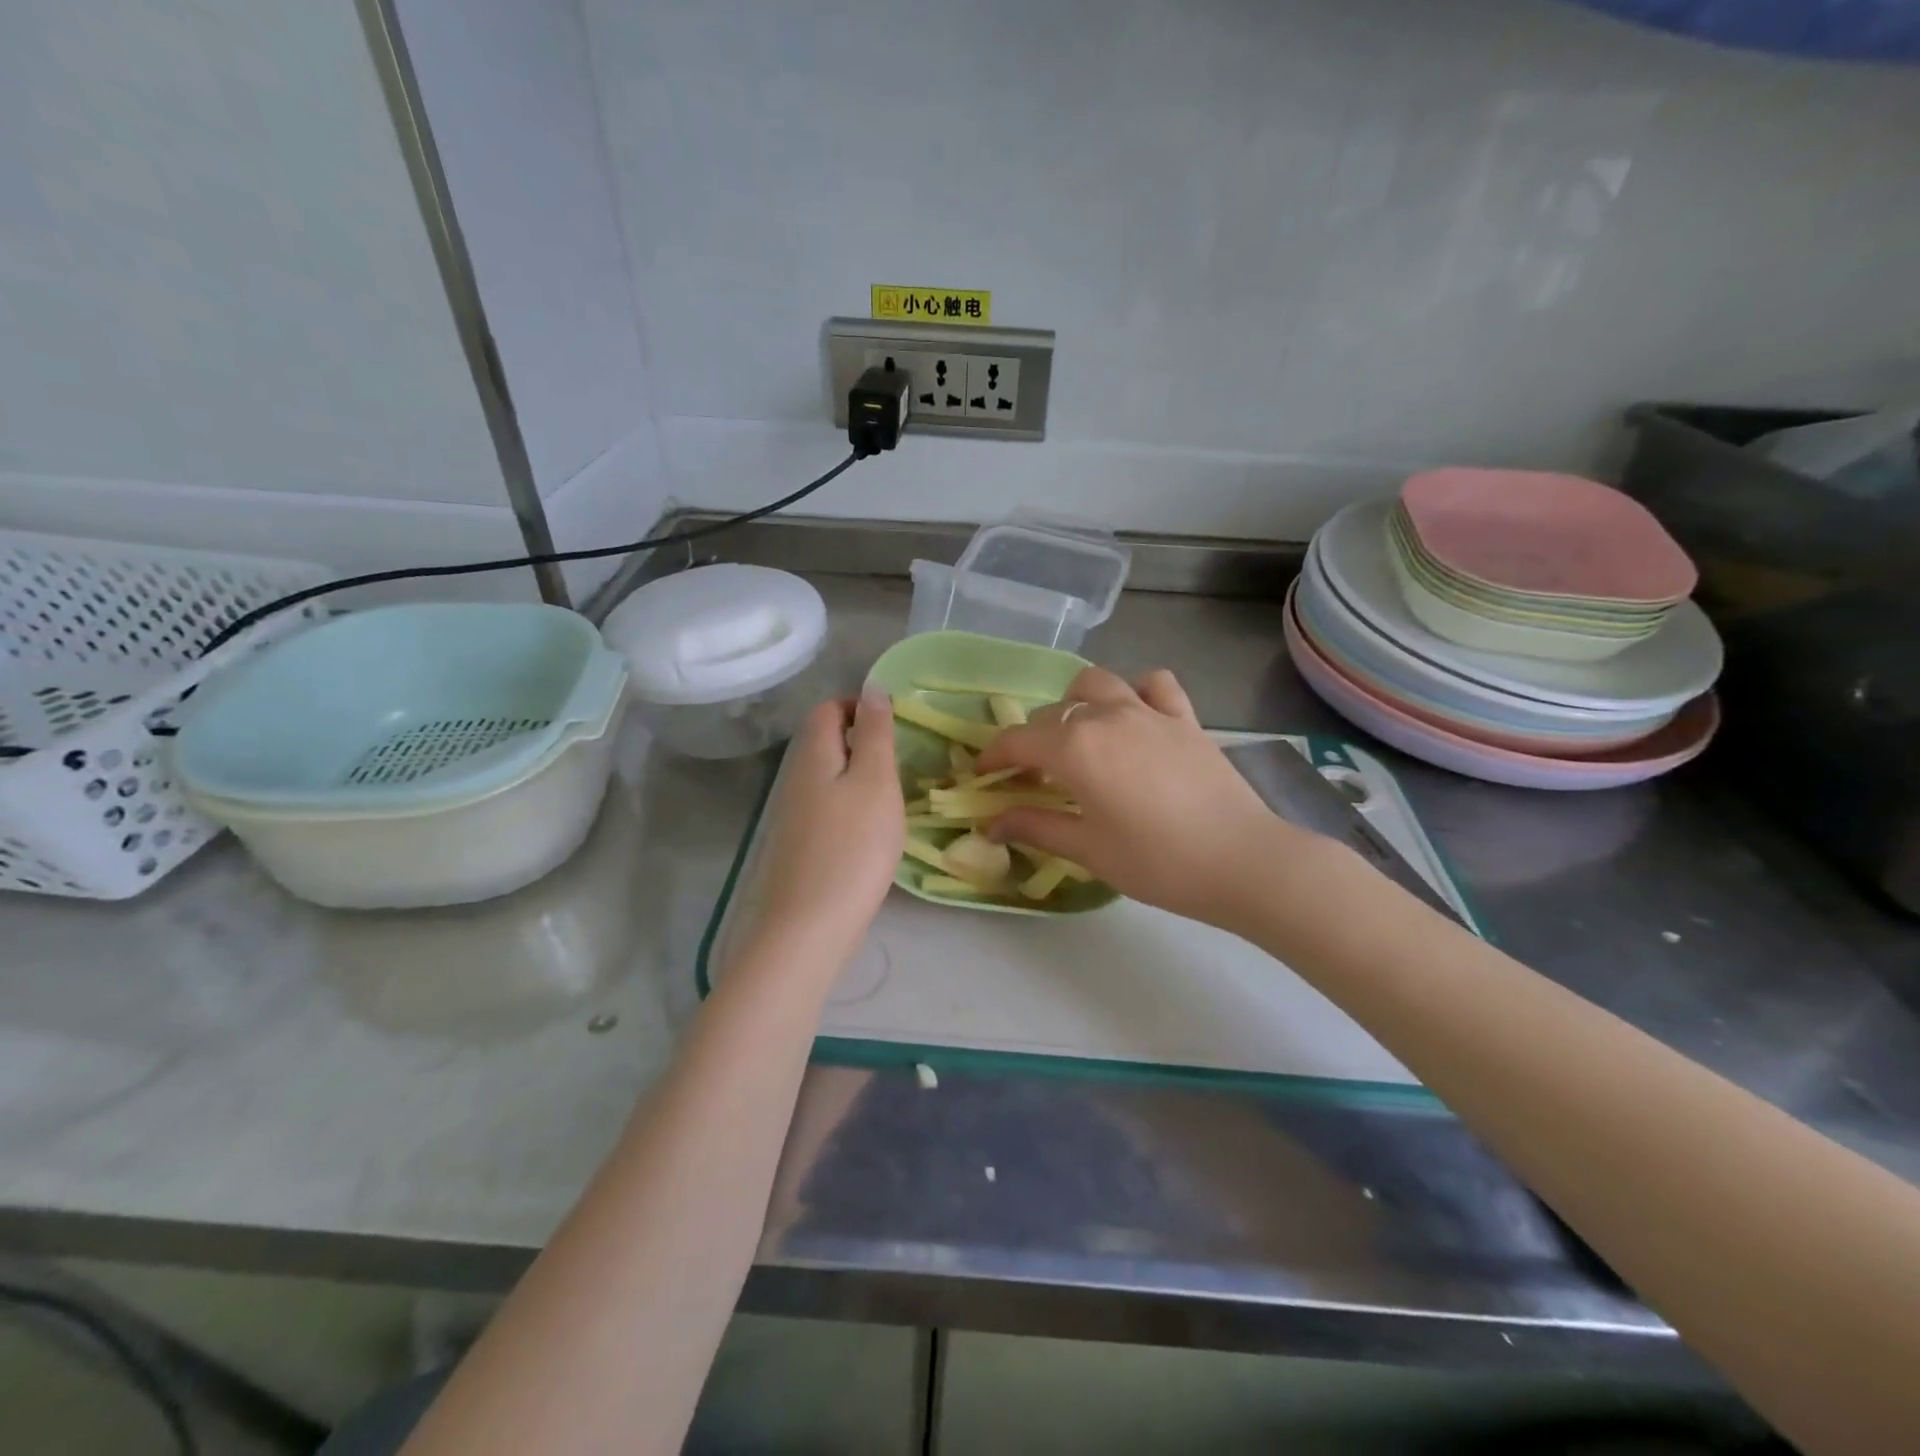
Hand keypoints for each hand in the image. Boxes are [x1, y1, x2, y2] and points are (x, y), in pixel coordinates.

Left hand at [750, 690, 903, 966]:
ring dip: (861, 778)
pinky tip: (873, 832)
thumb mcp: (875, 781)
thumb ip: (875, 733)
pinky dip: (852, 808)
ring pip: (829, 777)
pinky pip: (828, 809)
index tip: (897, 727)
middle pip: (826, 742)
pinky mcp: (800, 846)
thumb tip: (873, 688)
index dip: (861, 707)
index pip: (829, 709)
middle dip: (864, 743)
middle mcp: (795, 778)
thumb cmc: (852, 847)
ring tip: (894, 798)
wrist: (809, 927)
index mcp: (812, 754)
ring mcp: (794, 815)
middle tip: (902, 765)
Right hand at [975, 667, 1302, 929]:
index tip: (982, 776)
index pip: (1018, 741)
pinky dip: (1136, 692)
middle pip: (1053, 713)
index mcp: (1075, 747)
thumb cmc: (1156, 861)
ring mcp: (1149, 711)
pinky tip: (1135, 717)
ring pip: (1097, 684)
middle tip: (1032, 778)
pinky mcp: (1184, 718)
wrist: (1241, 861)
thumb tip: (991, 824)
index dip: (993, 757)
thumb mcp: (1087, 849)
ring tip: (1078, 736)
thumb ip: (1035, 827)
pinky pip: (1154, 685)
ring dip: (1076, 703)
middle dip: (1032, 740)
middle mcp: (1107, 716)